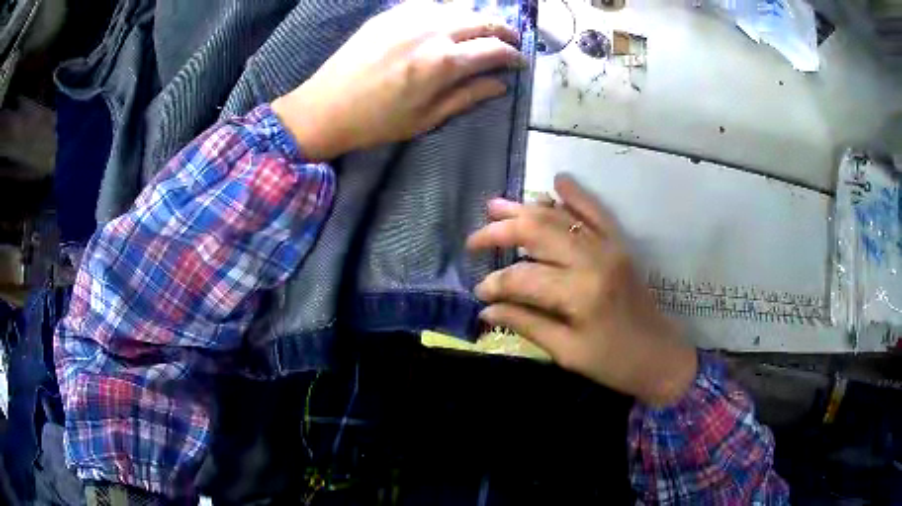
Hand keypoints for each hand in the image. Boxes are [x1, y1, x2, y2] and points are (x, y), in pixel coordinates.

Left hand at [272, 1, 523, 160]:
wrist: (324, 108)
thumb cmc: (376, 122)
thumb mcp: (427, 118)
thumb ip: (468, 96)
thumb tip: (501, 85)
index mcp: (443, 62)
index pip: (495, 49)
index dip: (514, 55)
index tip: (520, 62)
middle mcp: (432, 31)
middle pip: (483, 20)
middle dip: (504, 30)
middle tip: (510, 42)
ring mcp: (409, 17)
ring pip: (458, 8)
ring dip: (476, 20)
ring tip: (479, 34)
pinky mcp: (390, 14)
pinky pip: (429, 6)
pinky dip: (445, 14)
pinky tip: (444, 26)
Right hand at [466, 174, 697, 406]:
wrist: (661, 356)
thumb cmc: (613, 363)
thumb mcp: (567, 352)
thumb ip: (526, 324)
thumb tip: (486, 309)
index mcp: (580, 293)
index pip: (523, 278)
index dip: (495, 284)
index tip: (479, 293)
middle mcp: (594, 260)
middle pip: (537, 232)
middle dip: (500, 232)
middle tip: (475, 239)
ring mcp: (609, 247)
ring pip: (560, 217)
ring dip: (526, 209)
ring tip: (495, 206)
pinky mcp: (620, 245)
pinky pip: (596, 212)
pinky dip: (576, 196)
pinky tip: (557, 182)